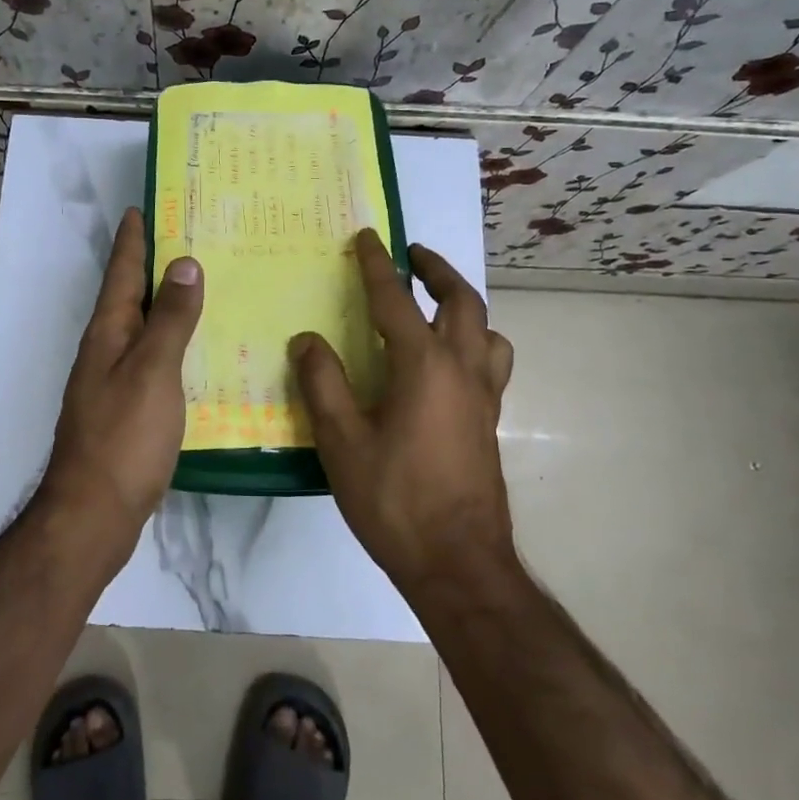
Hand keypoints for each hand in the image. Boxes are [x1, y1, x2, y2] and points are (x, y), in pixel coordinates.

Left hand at [38, 208, 202, 547]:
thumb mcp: (152, 370)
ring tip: (199, 286)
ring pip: (143, 329)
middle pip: (130, 297)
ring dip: (165, 304)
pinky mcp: (128, 409)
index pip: (121, 273)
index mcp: (108, 333)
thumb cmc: (123, 437)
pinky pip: (154, 360)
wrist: (95, 513)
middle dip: (152, 266)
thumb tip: (183, 263)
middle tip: (186, 238)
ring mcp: (114, 382)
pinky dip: (174, 344)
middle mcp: (107, 351)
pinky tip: (198, 351)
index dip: (132, 241)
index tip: (141, 208)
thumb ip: (170, 319)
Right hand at [290, 231, 515, 591]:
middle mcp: (463, 369)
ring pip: (487, 330)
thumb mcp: (342, 442)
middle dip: (436, 270)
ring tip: (437, 303)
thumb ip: (323, 384)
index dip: (378, 265)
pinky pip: (491, 361)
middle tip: (412, 256)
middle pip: (461, 301)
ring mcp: (484, 396)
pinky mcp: (489, 421)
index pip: (396, 300)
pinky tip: (448, 362)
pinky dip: (475, 340)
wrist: (458, 563)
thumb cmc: (395, 500)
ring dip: (463, 304)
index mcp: (424, 365)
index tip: (368, 237)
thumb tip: (307, 340)